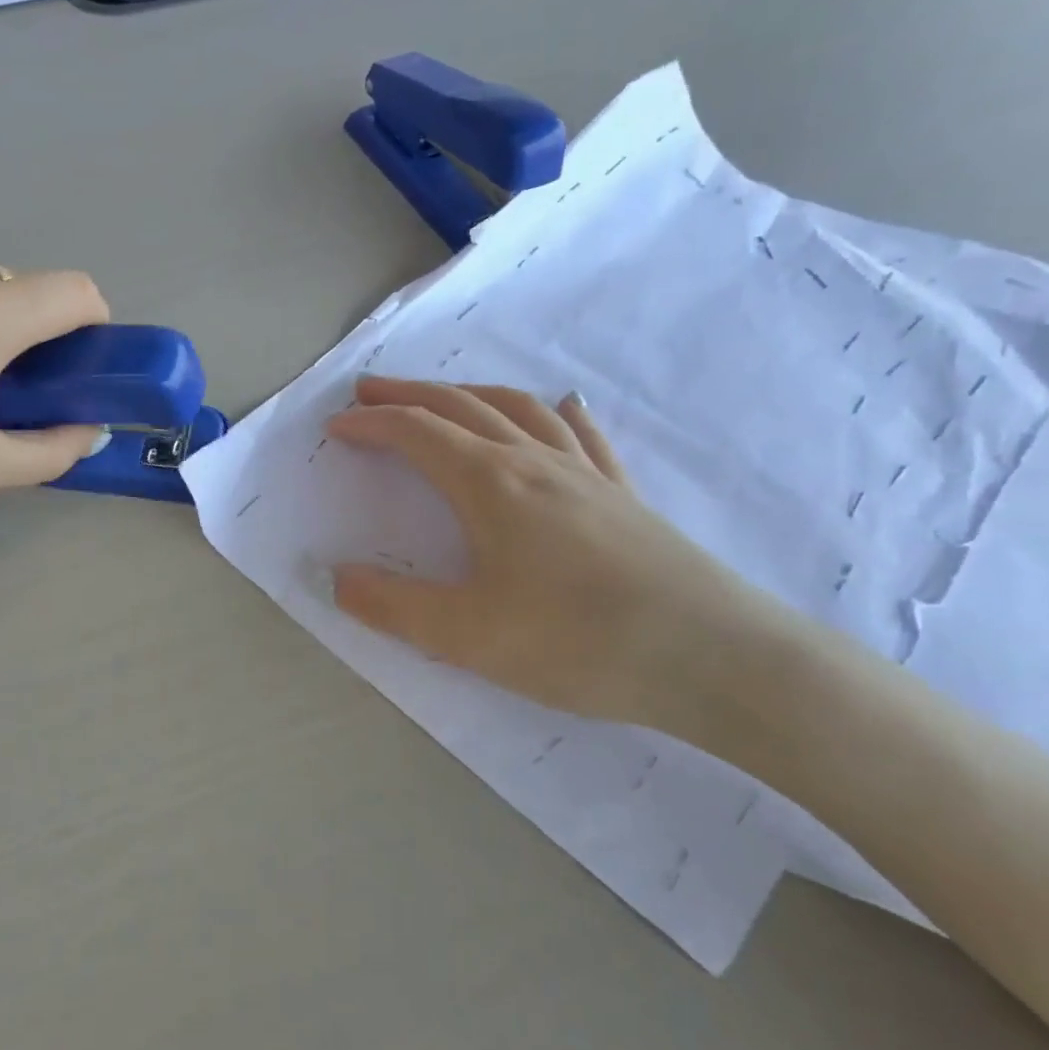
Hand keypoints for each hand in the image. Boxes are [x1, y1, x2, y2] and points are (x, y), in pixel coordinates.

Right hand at [327, 377, 785, 732]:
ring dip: (469, 394)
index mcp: (491, 485)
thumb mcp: (466, 635)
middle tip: (369, 392)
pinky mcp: (622, 495)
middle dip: (409, 394)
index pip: (417, 434)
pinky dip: (552, 412)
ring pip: (518, 409)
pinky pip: (580, 435)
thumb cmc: (578, 643)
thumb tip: (334, 577)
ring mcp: (585, 473)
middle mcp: (534, 462)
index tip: (335, 427)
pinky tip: (559, 407)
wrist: (713, 658)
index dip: (371, 425)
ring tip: (443, 397)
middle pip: (461, 407)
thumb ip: (391, 606)